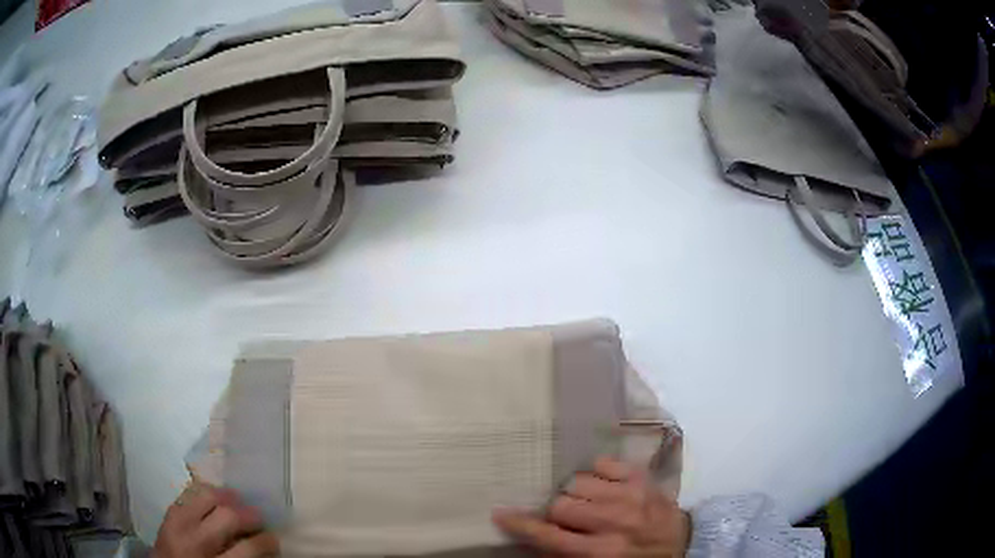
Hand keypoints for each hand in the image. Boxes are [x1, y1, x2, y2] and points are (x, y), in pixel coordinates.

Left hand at [152, 483, 278, 557]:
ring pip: (205, 495)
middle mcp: (195, 541)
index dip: (266, 542)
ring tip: (237, 501)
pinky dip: (204, 493)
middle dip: (249, 514)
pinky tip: (213, 500)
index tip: (274, 539)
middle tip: (259, 518)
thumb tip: (259, 545)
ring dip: (226, 496)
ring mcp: (177, 522)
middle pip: (227, 516)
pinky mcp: (167, 512)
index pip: (247, 548)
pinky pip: (188, 493)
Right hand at [493, 457, 689, 556]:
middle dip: (557, 512)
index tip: (500, 513)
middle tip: (567, 518)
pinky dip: (595, 473)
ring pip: (577, 481)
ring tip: (588, 502)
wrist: (681, 542)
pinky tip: (603, 486)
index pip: (549, 536)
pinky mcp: (641, 477)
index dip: (521, 524)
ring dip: (576, 493)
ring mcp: (629, 495)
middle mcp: (613, 521)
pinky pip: (602, 462)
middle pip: (560, 504)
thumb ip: (564, 553)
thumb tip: (533, 535)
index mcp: (600, 551)